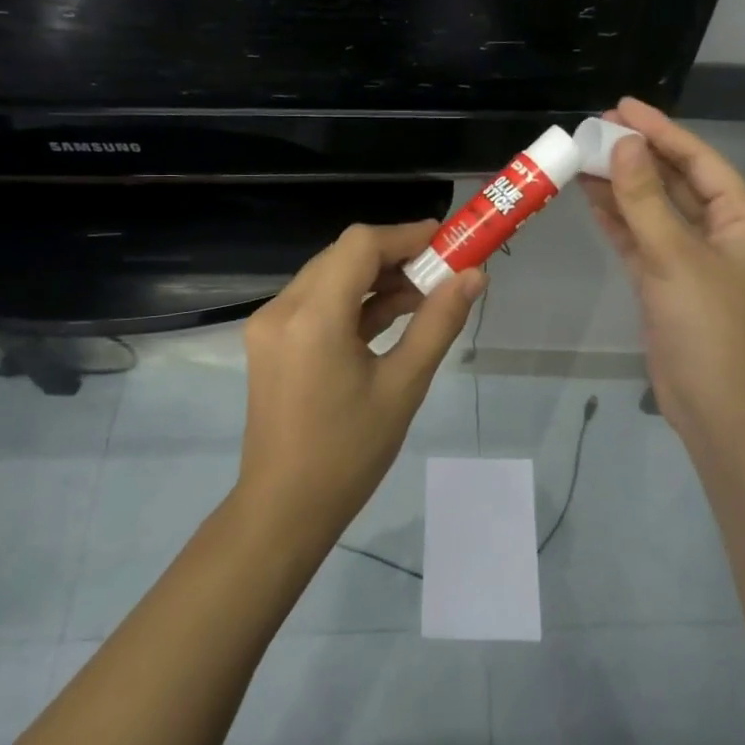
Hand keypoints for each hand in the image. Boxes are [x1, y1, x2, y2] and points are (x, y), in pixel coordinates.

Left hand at [236, 222, 484, 542]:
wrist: (284, 508)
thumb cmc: (349, 453)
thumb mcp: (403, 386)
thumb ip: (438, 324)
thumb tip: (473, 277)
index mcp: (313, 317)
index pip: (360, 245)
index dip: (406, 235)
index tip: (447, 242)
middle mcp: (282, 308)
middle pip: (344, 256)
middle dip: (395, 256)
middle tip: (443, 271)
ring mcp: (270, 324)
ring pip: (330, 276)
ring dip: (375, 279)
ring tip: (425, 296)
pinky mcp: (270, 340)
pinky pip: (317, 302)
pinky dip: (354, 301)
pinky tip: (391, 315)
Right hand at [582, 98, 744, 457]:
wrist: (717, 406)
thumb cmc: (708, 327)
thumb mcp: (675, 257)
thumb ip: (646, 199)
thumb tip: (623, 146)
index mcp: (739, 217)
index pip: (697, 159)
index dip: (660, 130)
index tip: (621, 107)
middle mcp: (718, 231)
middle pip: (674, 180)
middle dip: (637, 155)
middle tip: (594, 131)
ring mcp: (689, 257)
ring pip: (653, 209)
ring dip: (621, 185)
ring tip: (583, 158)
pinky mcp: (665, 281)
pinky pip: (640, 238)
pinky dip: (618, 220)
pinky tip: (591, 199)